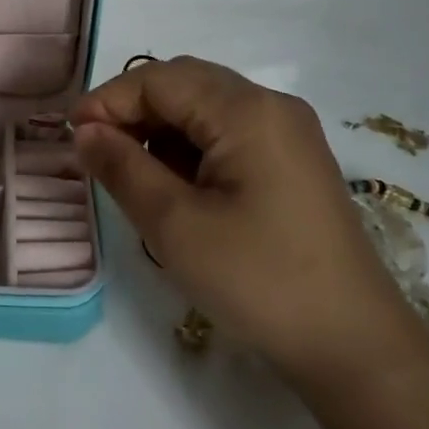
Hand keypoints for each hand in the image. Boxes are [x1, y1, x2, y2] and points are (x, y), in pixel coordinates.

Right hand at [70, 57, 419, 391]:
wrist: (356, 349)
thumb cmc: (259, 282)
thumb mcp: (175, 226)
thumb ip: (122, 168)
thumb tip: (84, 131)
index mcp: (247, 110)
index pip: (159, 80)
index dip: (108, 100)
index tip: (72, 137)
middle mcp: (271, 106)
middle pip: (184, 83)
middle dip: (133, 110)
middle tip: (98, 152)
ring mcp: (288, 133)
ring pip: (205, 106)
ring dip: (161, 128)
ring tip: (133, 174)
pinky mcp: (293, 161)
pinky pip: (227, 132)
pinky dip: (190, 147)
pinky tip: (176, 186)